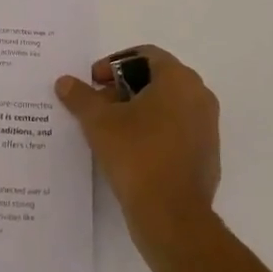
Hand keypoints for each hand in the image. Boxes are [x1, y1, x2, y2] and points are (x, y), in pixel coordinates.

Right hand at [55, 45, 219, 248]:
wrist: (172, 216)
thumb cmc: (137, 155)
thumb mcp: (99, 122)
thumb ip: (81, 97)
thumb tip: (65, 82)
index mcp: (178, 79)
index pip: (145, 55)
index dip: (114, 64)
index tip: (94, 82)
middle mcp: (199, 95)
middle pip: (157, 79)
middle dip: (124, 88)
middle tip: (99, 105)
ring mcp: (207, 126)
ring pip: (168, 105)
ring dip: (139, 110)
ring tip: (111, 130)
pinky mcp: (207, 154)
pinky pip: (178, 130)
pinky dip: (155, 132)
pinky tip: (132, 152)